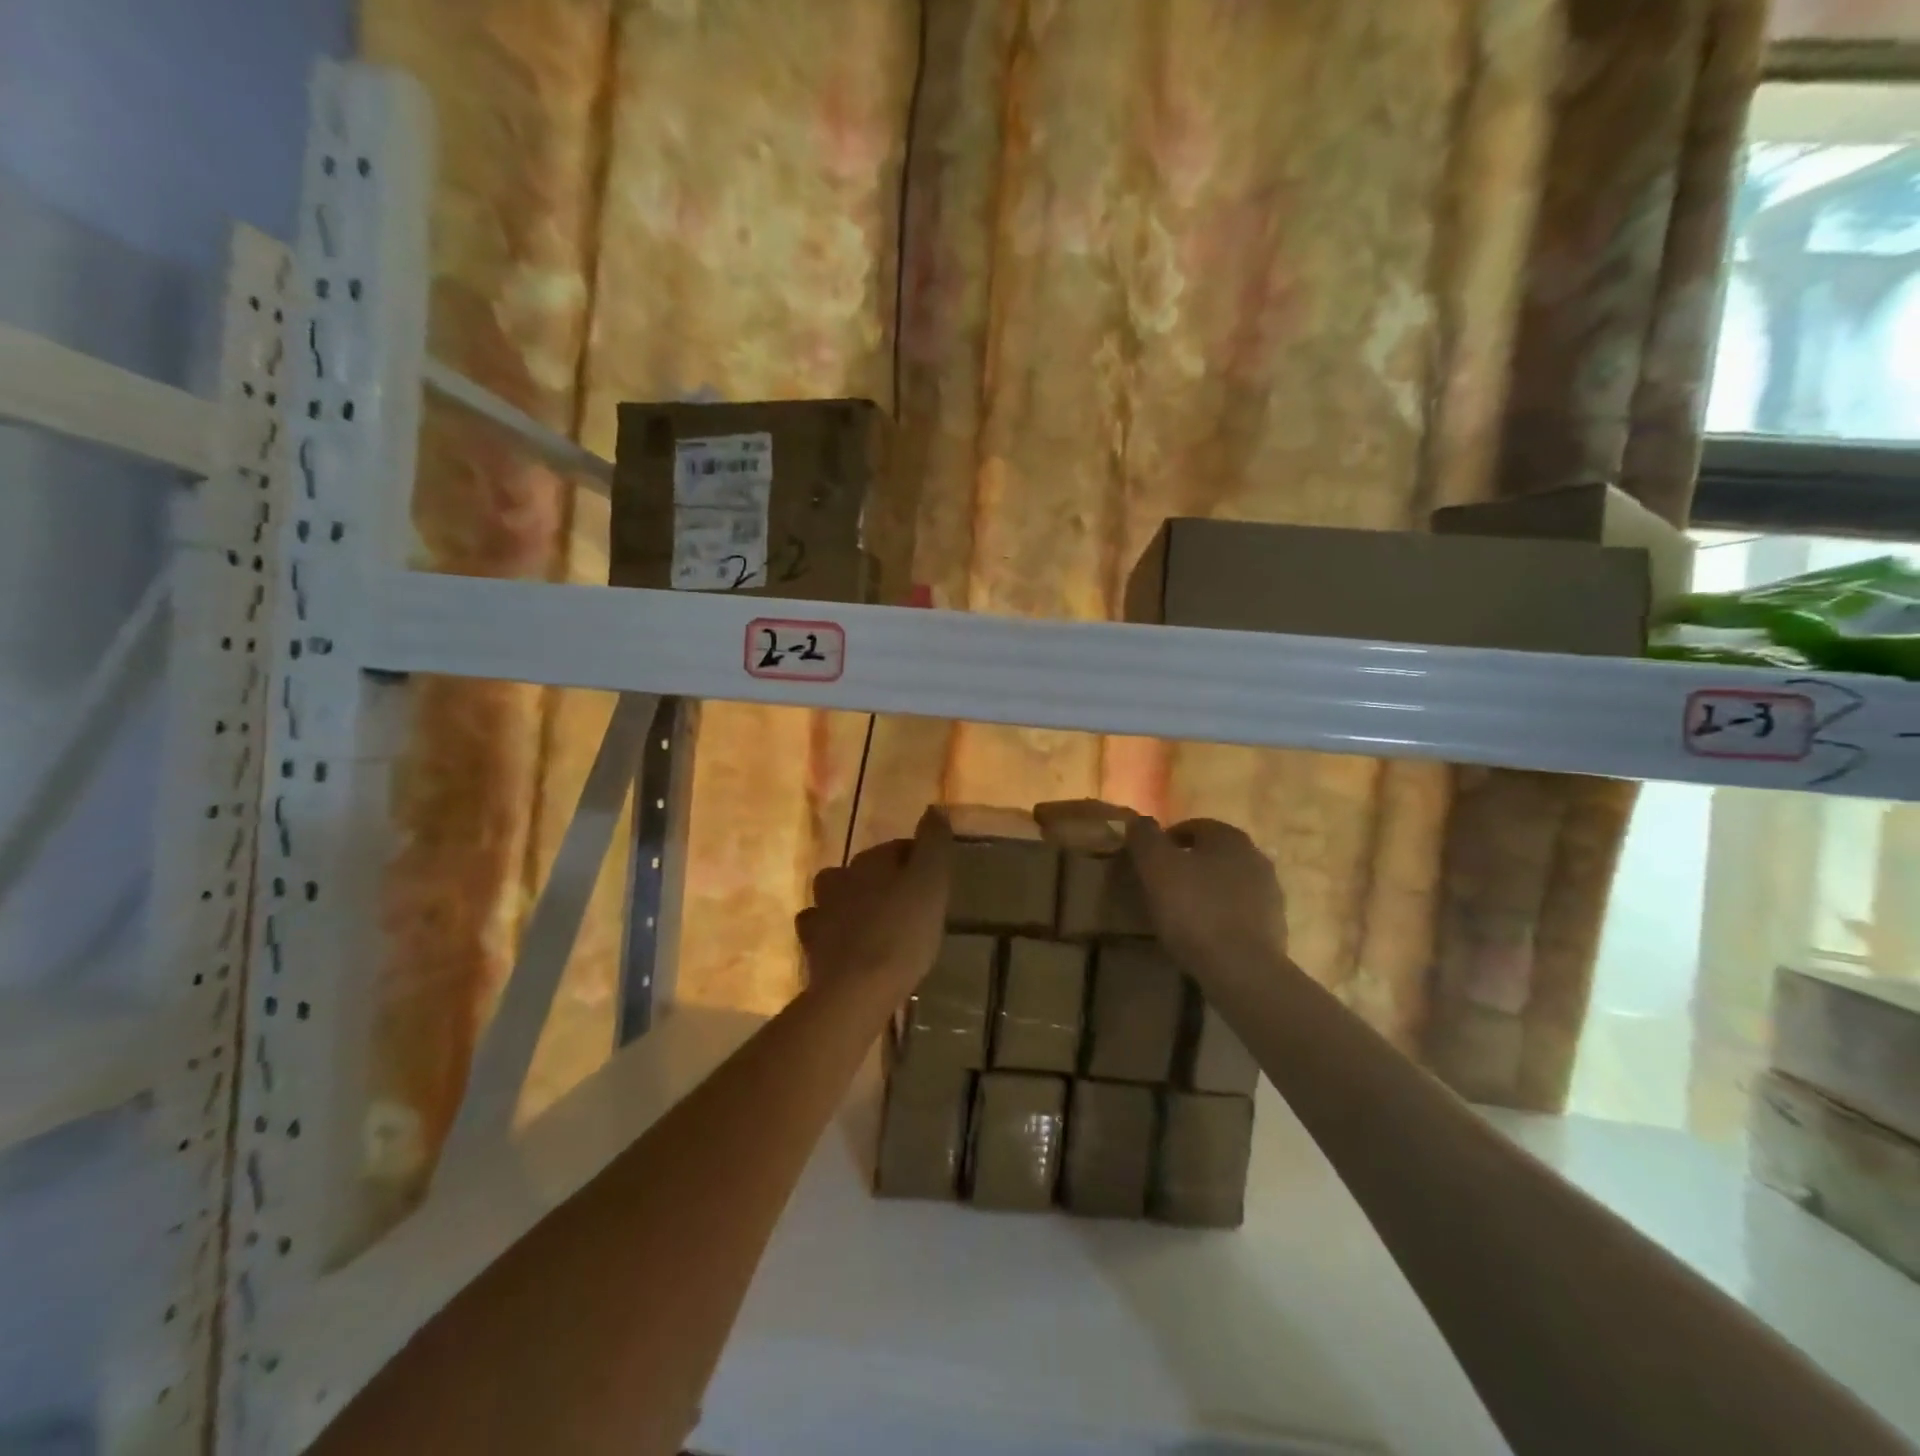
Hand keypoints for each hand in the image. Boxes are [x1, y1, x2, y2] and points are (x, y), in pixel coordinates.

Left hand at [797, 808, 951, 996]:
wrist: (857, 989)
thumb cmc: (903, 932)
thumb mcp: (931, 884)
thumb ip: (934, 844)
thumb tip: (933, 809)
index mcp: (870, 860)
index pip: (896, 849)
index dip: (917, 862)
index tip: (933, 884)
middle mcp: (840, 877)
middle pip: (865, 870)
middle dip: (885, 882)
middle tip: (909, 906)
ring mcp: (821, 910)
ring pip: (838, 896)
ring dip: (854, 903)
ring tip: (877, 924)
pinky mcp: (811, 944)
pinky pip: (823, 928)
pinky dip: (835, 931)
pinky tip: (849, 945)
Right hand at [1124, 815, 1288, 988]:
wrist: (1241, 969)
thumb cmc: (1194, 910)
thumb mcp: (1156, 867)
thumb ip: (1145, 837)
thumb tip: (1140, 821)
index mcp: (1229, 836)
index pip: (1192, 826)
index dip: (1165, 842)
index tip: (1147, 864)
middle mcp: (1255, 856)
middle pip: (1212, 854)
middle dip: (1188, 865)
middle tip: (1162, 888)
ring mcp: (1270, 892)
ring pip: (1228, 882)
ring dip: (1206, 890)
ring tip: (1182, 914)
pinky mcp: (1275, 924)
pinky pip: (1240, 911)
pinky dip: (1222, 915)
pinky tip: (1205, 934)